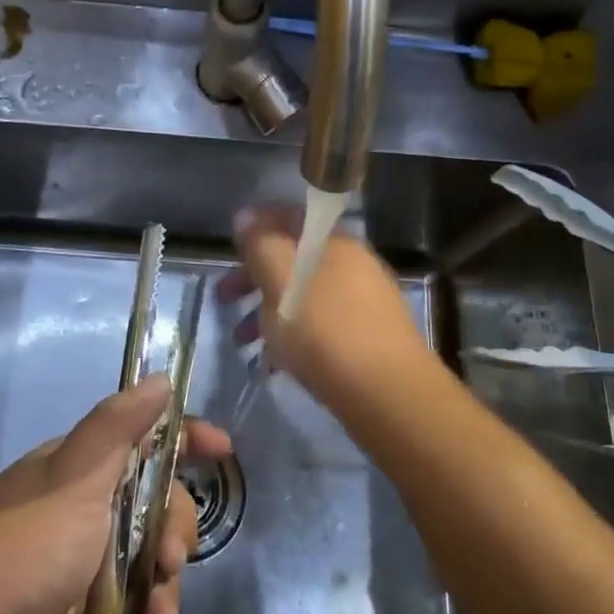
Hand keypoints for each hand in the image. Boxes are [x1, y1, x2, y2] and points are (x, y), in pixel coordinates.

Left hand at [0, 375, 231, 613]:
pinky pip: (134, 613)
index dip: (186, 440)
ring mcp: (85, 564)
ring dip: (164, 592)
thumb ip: (118, 427)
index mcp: (82, 470)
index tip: (223, 451)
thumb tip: (160, 379)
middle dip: (175, 534)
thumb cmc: (25, 547)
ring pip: (151, 566)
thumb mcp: (74, 478)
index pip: (145, 440)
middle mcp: (87, 510)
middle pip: (158, 508)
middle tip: (170, 561)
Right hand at [217, 206, 435, 396]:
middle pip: (294, 260)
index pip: (290, 218)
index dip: (256, 228)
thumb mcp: (281, 281)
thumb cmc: (326, 332)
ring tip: (242, 342)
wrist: (391, 397)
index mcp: (334, 242)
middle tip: (223, 299)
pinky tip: (274, 365)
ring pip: (304, 296)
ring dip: (268, 313)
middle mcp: (353, 264)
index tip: (229, 250)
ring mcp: (364, 303)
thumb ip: (260, 245)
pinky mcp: (368, 339)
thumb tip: (244, 215)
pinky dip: (293, 337)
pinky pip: (320, 326)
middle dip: (254, 278)